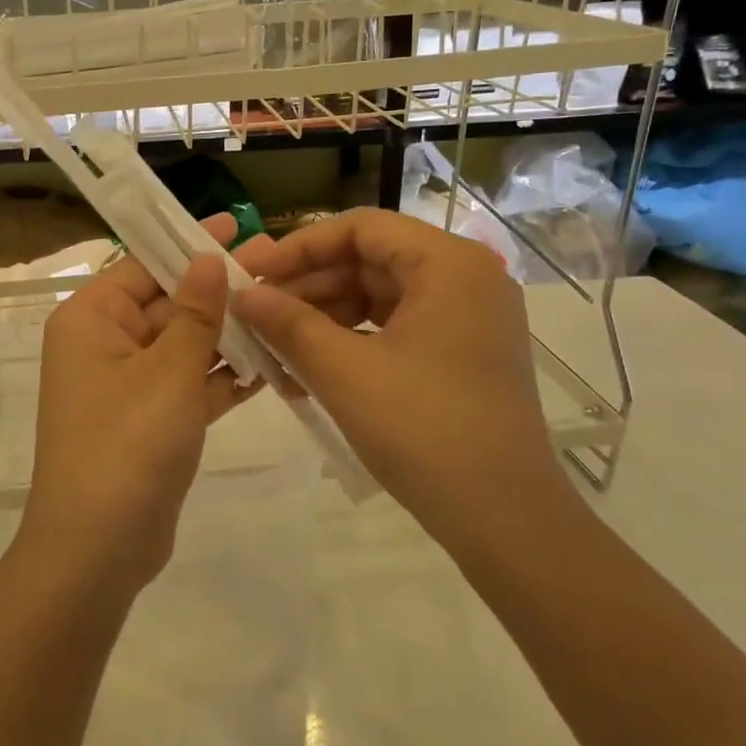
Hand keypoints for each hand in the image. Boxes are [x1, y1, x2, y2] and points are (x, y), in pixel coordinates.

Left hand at [19, 217, 264, 596]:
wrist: (97, 549)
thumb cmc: (127, 445)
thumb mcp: (168, 372)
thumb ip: (195, 314)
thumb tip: (207, 258)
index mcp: (91, 319)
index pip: (143, 264)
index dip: (189, 243)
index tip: (238, 226)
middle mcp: (104, 344)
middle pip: (167, 303)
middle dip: (218, 291)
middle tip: (277, 268)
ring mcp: (127, 386)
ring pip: (183, 346)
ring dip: (227, 334)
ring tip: (285, 309)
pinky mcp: (150, 421)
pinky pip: (189, 385)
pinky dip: (223, 377)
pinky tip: (272, 362)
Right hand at [230, 208, 571, 550]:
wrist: (504, 518)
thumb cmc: (423, 430)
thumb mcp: (343, 371)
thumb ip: (287, 323)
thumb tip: (242, 294)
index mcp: (448, 264)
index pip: (360, 228)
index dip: (300, 247)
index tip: (253, 273)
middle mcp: (465, 278)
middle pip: (369, 260)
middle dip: (307, 286)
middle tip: (254, 310)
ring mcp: (466, 317)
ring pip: (377, 296)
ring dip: (322, 317)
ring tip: (272, 345)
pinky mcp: (460, 353)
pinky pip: (393, 328)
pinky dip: (350, 341)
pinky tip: (306, 367)